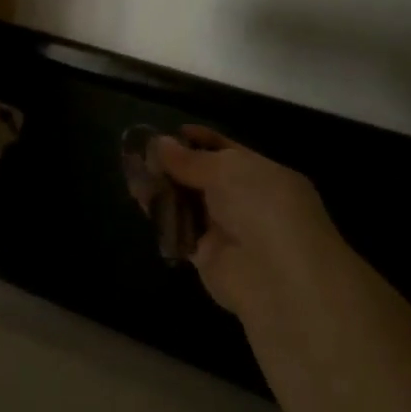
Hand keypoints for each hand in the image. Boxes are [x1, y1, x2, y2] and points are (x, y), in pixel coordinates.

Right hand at [153, 127, 345, 316]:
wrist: (278, 279)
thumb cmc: (262, 207)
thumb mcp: (228, 170)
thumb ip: (191, 159)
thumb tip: (160, 143)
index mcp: (264, 174)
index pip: (227, 150)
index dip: (198, 140)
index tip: (167, 132)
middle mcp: (247, 200)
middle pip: (203, 177)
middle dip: (174, 164)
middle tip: (139, 152)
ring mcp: (227, 229)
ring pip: (189, 203)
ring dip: (163, 188)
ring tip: (132, 172)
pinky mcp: (207, 257)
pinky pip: (180, 230)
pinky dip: (161, 216)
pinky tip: (139, 199)